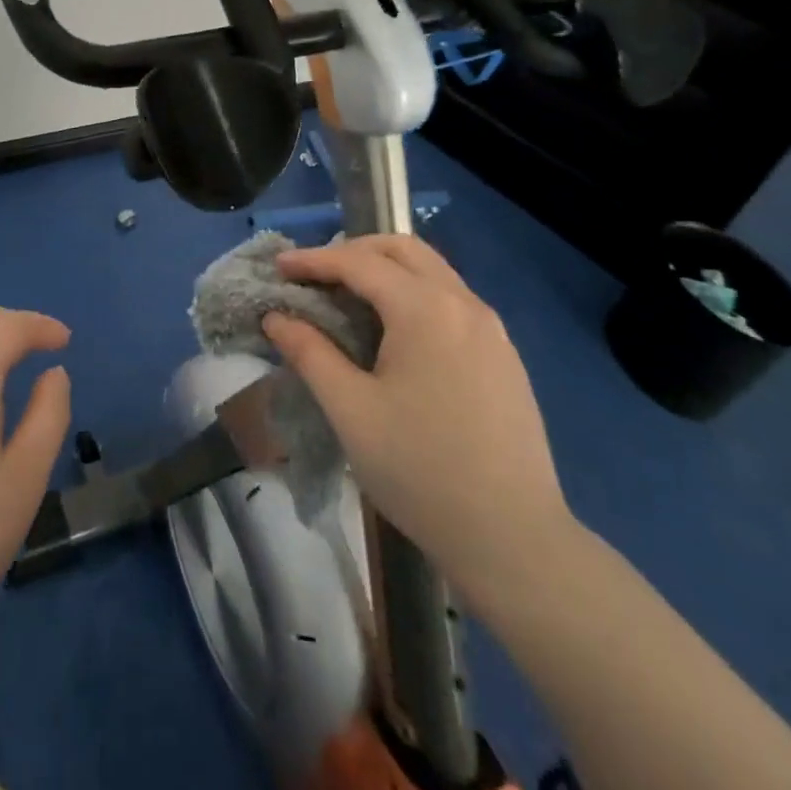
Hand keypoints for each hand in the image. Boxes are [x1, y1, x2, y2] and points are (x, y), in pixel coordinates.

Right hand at [262, 236, 572, 611]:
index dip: (313, 260)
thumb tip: (276, 317)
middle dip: (353, 252)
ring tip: (347, 298)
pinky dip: (413, 294)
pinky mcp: (504, 355)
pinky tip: (394, 333)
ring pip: (431, 271)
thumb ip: (309, 352)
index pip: (359, 262)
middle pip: (402, 249)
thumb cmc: (420, 470)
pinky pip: (451, 300)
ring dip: (386, 271)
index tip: (277, 267)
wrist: (514, 539)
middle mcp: (464, 303)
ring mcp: (491, 328)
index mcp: (425, 309)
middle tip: (315, 276)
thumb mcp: (350, 410)